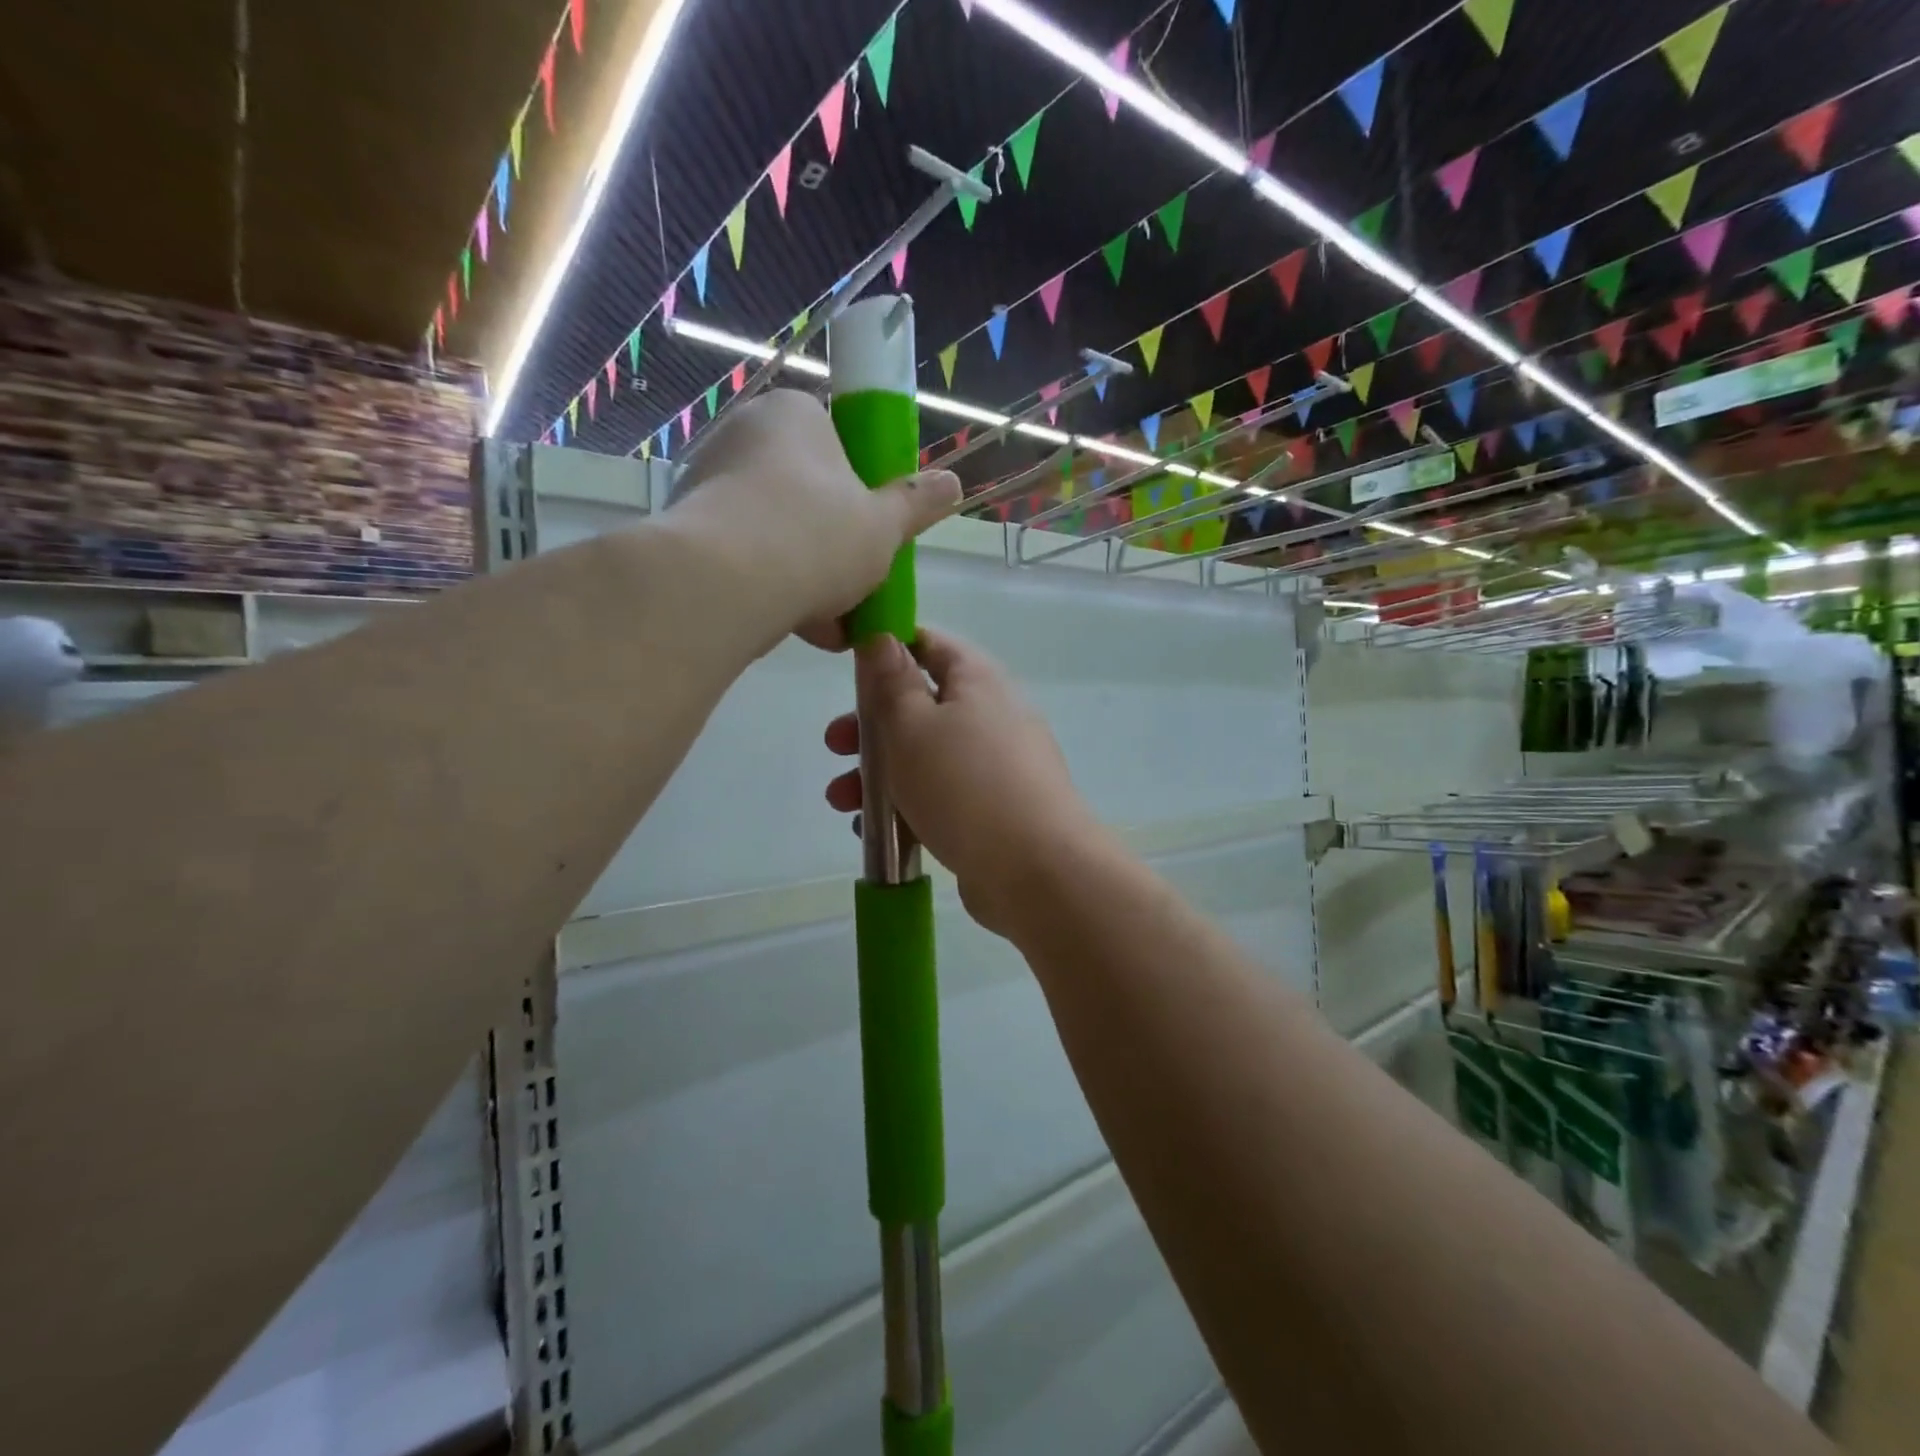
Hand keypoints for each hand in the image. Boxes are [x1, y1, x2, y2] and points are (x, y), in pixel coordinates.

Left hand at [670, 389, 958, 648]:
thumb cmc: (816, 536)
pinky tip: (801, 628)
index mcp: (794, 415)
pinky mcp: (689, 531)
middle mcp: (744, 435)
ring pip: (779, 533)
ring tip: (835, 627)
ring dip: (811, 578)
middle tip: (859, 586)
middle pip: (808, 495)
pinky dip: (775, 589)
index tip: (875, 535)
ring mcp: (710, 483)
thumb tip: (952, 481)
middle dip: (837, 547)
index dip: (864, 494)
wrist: (722, 585)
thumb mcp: (884, 525)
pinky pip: (747, 558)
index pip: (839, 446)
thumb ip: (917, 504)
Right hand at [824, 630, 1102, 935]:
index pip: (930, 644)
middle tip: (835, 746)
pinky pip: (944, 795)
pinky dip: (910, 805)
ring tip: (841, 802)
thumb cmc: (964, 786)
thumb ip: (892, 683)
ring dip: (881, 772)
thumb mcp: (912, 726)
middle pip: (922, 705)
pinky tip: (877, 834)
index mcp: (978, 680)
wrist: (1036, 871)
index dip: (887, 649)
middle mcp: (993, 715)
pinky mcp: (996, 809)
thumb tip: (883, 638)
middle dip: (872, 726)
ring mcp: (999, 765)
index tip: (848, 669)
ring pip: (928, 755)